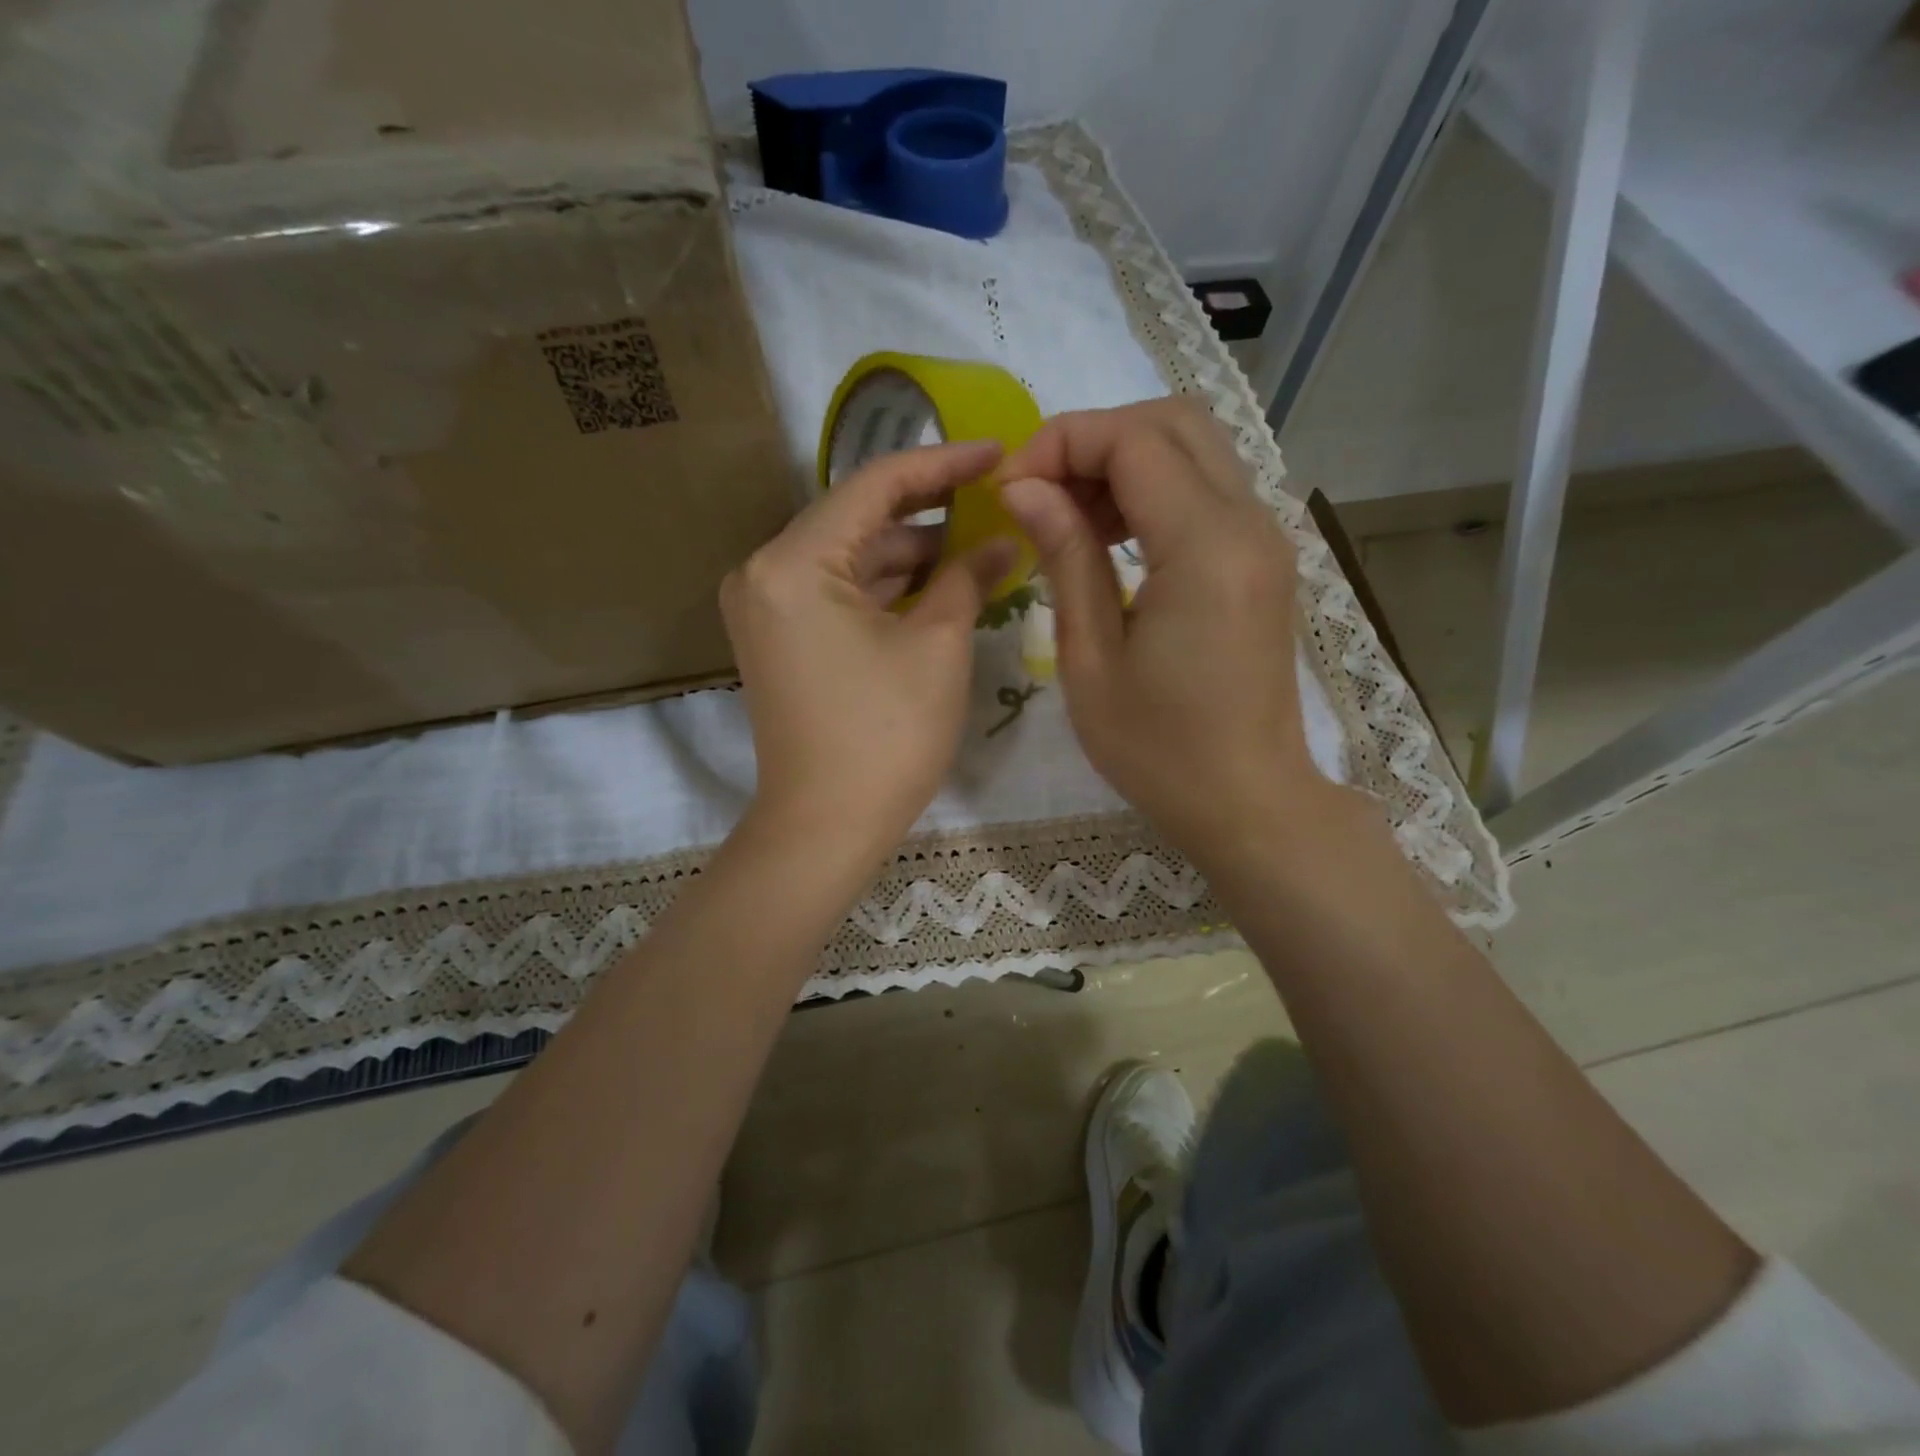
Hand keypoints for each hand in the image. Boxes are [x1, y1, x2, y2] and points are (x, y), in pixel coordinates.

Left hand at [722, 438, 1015, 862]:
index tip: (996, 453)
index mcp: (792, 561)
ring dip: (910, 553)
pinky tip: (938, 582)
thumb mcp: (938, 645)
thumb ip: (968, 575)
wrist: (826, 827)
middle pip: (857, 519)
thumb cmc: (886, 735)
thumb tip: (1005, 537)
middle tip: (995, 501)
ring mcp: (765, 607)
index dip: (942, 465)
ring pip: (849, 557)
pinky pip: (836, 591)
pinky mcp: (779, 637)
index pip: (874, 485)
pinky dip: (884, 587)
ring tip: (979, 544)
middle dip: (929, 512)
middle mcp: (763, 571)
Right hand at [997, 398, 1322, 865]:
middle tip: (1039, 493)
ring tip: (1068, 517)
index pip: (1133, 441)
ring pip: (1194, 448)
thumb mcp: (1091, 660)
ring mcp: (1264, 538)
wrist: (1247, 801)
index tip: (1010, 487)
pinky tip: (1111, 537)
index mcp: (1205, 549)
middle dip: (1095, 439)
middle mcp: (1249, 524)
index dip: (1062, 444)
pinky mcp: (1262, 559)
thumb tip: (1026, 487)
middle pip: (1173, 422)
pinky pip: (1207, 489)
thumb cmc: (1158, 750)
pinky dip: (1154, 489)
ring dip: (1124, 461)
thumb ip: (1066, 557)